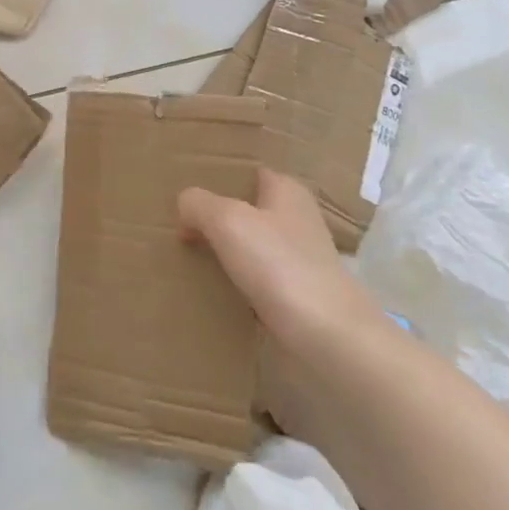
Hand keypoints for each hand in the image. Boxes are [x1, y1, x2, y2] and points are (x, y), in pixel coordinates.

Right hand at [178, 169, 381, 351]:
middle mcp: (296, 218)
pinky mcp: (297, 292)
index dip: (217, 178)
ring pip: (250, 243)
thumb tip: (185, 205)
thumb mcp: (227, 221)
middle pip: (247, 208)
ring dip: (224, 249)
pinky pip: (256, 276)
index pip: (247, 172)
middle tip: (179, 223)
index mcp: (286, 190)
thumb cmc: (279, 265)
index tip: (186, 189)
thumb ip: (198, 203)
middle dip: (216, 215)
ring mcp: (299, 257)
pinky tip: (212, 286)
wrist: (329, 337)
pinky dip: (236, 279)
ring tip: (188, 254)